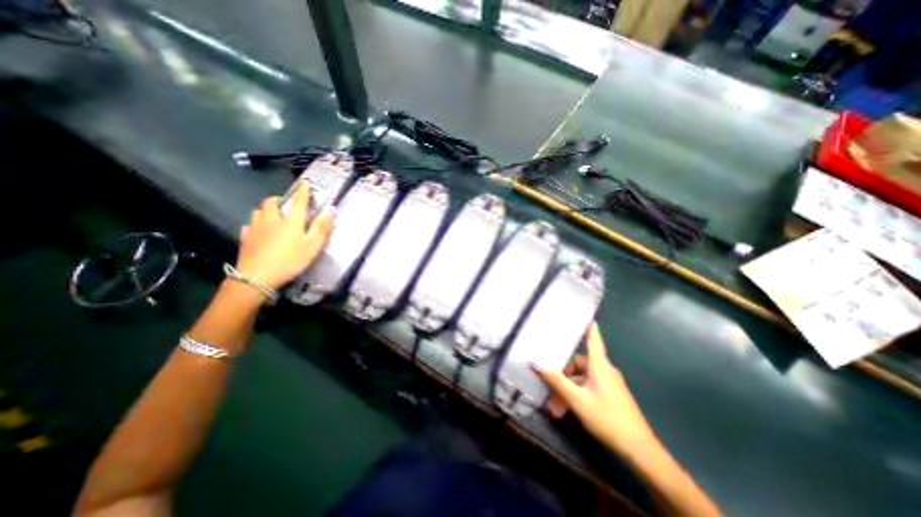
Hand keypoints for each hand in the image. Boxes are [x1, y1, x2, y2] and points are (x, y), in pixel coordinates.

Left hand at [235, 184, 337, 290]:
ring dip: (266, 210)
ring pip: (258, 212)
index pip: (299, 202)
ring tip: (273, 216)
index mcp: (291, 221)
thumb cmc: (289, 261)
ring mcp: (255, 229)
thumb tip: (331, 210)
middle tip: (286, 204)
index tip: (305, 183)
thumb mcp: (312, 246)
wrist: (256, 277)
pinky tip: (259, 231)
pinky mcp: (245, 239)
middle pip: (271, 203)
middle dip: (280, 200)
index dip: (303, 192)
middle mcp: (271, 220)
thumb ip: (322, 228)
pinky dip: (256, 224)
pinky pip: (249, 226)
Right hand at [538, 322, 658, 452]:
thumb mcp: (577, 399)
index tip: (581, 314)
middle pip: (580, 362)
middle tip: (548, 384)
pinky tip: (566, 409)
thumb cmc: (607, 418)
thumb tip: (535, 362)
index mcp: (600, 365)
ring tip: (554, 405)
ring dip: (567, 388)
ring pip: (582, 378)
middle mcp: (605, 370)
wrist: (639, 450)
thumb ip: (556, 380)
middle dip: (563, 373)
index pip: (593, 338)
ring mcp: (609, 383)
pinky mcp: (611, 395)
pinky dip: (577, 394)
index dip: (587, 326)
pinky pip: (588, 387)